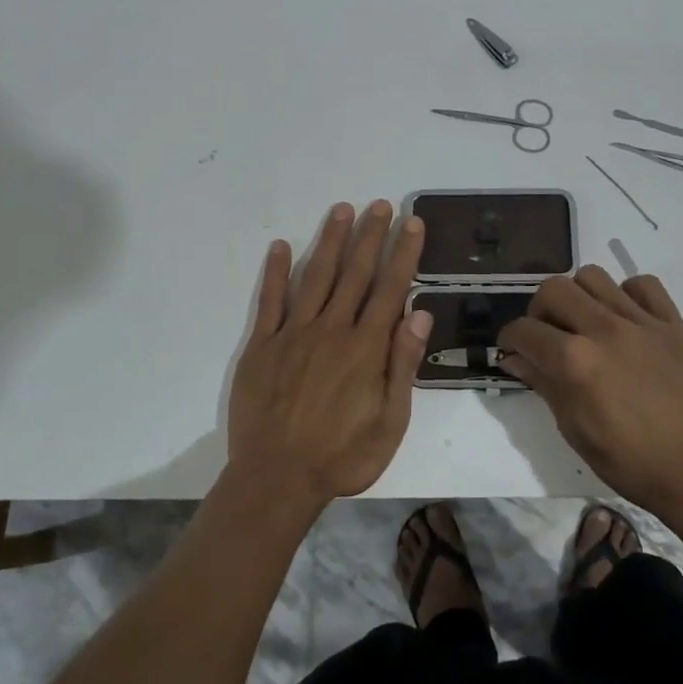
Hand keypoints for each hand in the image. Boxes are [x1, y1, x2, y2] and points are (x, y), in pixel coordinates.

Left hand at [226, 201, 431, 511]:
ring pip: (316, 277)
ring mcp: (294, 333)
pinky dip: (276, 272)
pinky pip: (270, 301)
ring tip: (341, 210)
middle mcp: (332, 329)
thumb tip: (420, 313)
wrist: (276, 479)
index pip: (390, 288)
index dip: (403, 252)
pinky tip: (282, 246)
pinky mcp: (262, 344)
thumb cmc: (342, 456)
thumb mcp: (390, 422)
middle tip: (380, 204)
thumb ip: (403, 365)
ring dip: (330, 241)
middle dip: (370, 235)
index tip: (411, 222)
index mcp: (366, 348)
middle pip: (355, 273)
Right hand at [498, 267, 682, 524]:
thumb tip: (515, 359)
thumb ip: (544, 384)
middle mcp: (604, 330)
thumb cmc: (630, 461)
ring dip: (579, 295)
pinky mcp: (673, 323)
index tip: (513, 350)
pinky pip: (644, 285)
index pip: (524, 330)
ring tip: (585, 322)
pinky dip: (627, 294)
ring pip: (594, 276)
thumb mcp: (574, 429)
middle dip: (540, 310)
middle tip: (548, 334)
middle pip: (554, 289)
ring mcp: (641, 322)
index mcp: (575, 361)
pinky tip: (626, 318)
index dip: (510, 340)